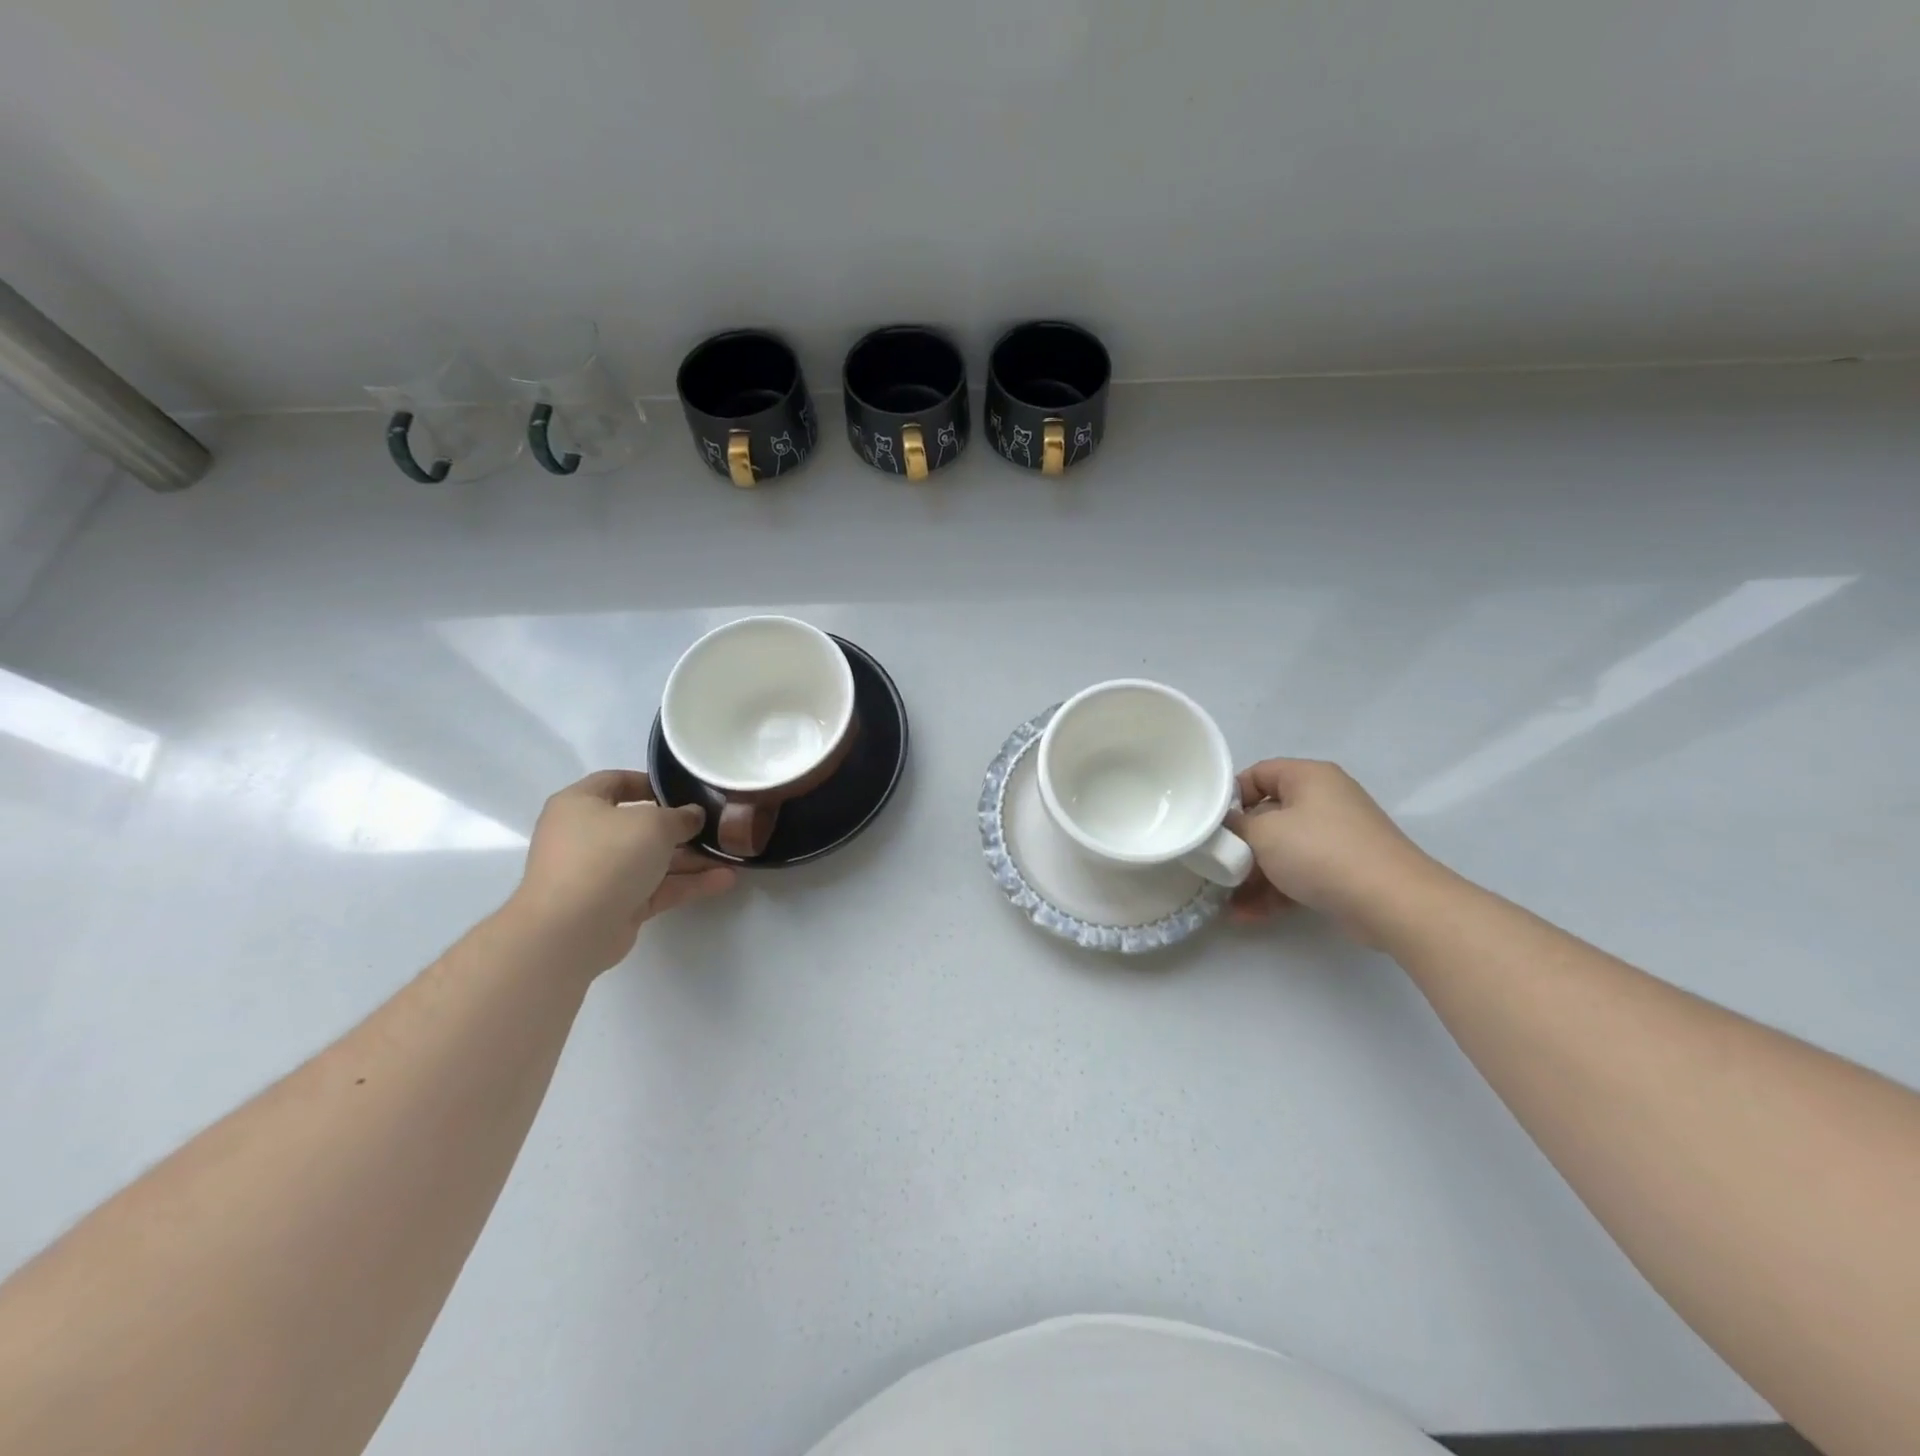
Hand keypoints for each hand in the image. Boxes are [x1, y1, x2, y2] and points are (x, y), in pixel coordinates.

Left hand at [506, 770, 736, 974]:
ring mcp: (601, 873)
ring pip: (653, 859)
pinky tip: (724, 880)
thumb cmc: (607, 857)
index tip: (687, 789)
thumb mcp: (653, 824)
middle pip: (640, 825)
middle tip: (718, 825)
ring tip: (732, 855)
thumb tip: (693, 816)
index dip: (652, 783)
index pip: (616, 782)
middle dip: (682, 827)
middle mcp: (587, 836)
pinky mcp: (617, 905)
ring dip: (692, 859)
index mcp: (580, 804)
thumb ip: (680, 816)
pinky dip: (687, 883)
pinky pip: (657, 887)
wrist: (571, 930)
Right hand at [1226, 759, 1440, 944]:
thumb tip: (1226, 827)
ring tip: (1228, 900)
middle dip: (1240, 844)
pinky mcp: (1344, 869)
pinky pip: (1300, 872)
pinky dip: (1276, 890)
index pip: (1258, 773)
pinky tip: (1249, 915)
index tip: (1211, 825)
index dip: (1230, 796)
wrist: (1392, 902)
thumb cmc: (1320, 852)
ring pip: (1282, 849)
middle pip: (1268, 815)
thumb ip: (1235, 826)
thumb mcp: (1264, 833)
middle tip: (1216, 865)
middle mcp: (1324, 800)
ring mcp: (1337, 836)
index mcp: (1308, 777)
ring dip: (1253, 874)